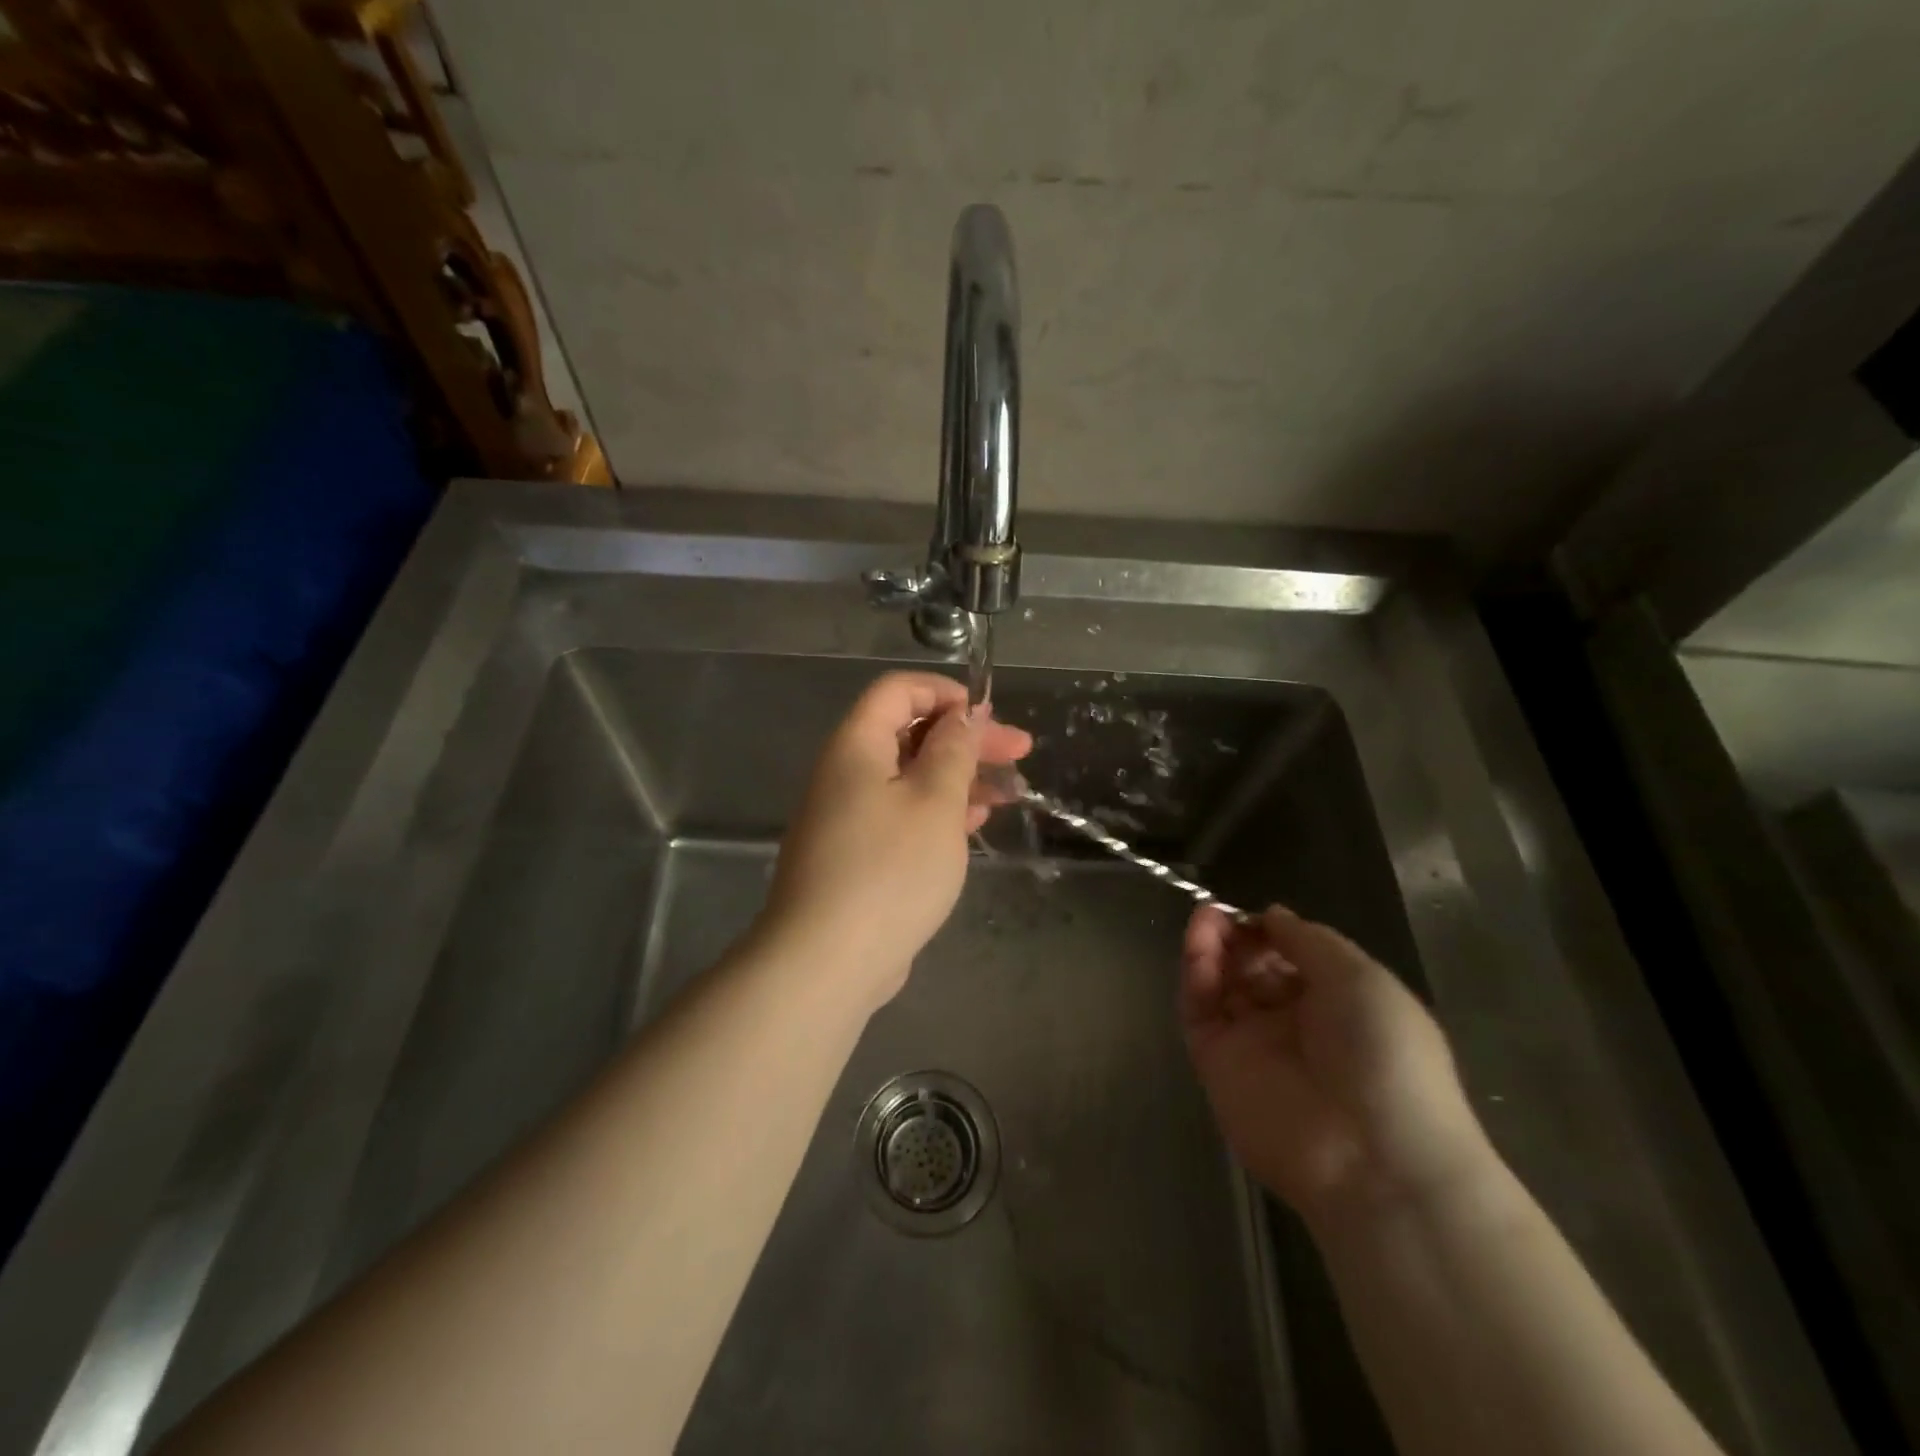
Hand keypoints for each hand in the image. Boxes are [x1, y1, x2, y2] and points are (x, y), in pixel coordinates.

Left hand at [761, 672, 1031, 1010]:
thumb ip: (953, 751)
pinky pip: (900, 815)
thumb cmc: (890, 870)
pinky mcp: (856, 856)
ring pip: (909, 778)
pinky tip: (973, 823)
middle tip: (1020, 751)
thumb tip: (962, 716)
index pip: (898, 691)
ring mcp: (847, 817)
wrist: (827, 961)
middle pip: (909, 734)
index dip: (946, 693)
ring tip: (1007, 793)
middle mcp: (845, 773)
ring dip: (958, 778)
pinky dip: (937, 812)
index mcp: (856, 746)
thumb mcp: (935, 801)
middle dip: (966, 739)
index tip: (990, 716)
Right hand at [1180, 904, 1494, 1224]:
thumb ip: (1308, 940)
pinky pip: (1199, 1011)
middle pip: (1251, 968)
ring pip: (1220, 985)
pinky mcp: (1216, 1064)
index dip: (1272, 932)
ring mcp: (1252, 1044)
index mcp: (1338, 1004)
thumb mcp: (1360, 978)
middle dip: (1237, 937)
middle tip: (1220, 915)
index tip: (1257, 916)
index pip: (1292, 958)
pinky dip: (1195, 975)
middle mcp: (1292, 1023)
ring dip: (1210, 947)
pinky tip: (1198, 944)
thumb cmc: (1384, 1054)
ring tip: (1205, 919)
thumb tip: (1271, 915)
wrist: (1372, 1156)